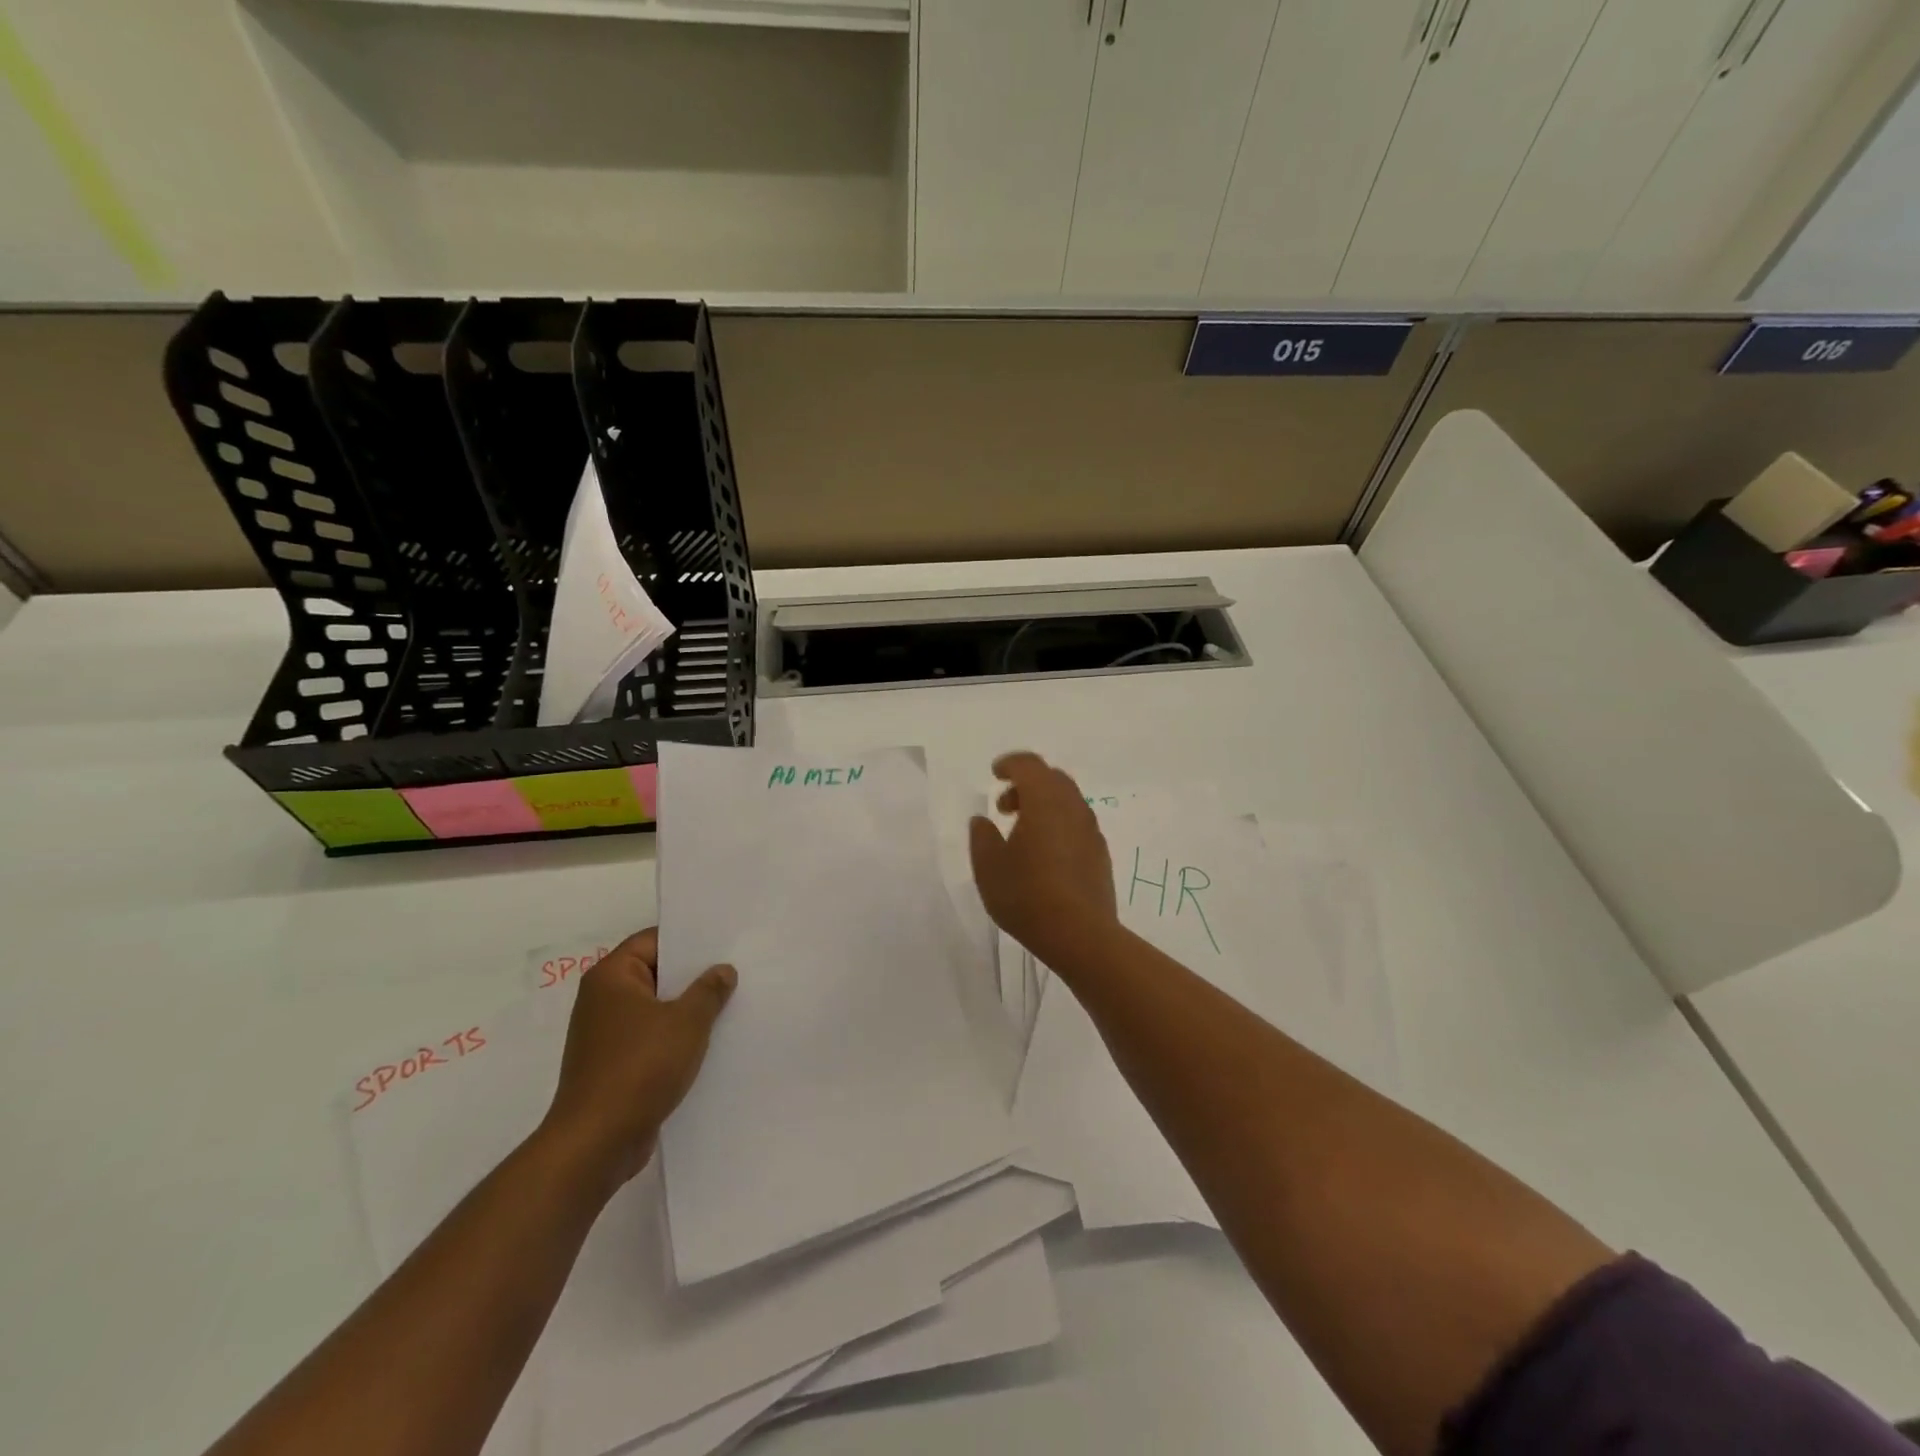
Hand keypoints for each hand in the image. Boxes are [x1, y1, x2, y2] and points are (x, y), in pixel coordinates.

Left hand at [539, 927, 736, 1188]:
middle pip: (655, 973)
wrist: (597, 1143)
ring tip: (730, 1004)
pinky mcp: (614, 1065)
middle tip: (735, 970)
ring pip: (656, 1008)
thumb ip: (709, 990)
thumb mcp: (687, 1022)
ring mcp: (606, 1035)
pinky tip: (709, 1042)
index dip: (689, 938)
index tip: (724, 941)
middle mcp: (603, 1000)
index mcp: (612, 977)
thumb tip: (722, 970)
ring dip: (687, 1009)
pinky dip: (676, 1037)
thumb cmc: (640, 1067)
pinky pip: (651, 1037)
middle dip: (693, 975)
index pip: (653, 940)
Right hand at [969, 751, 1117, 964]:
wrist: (1080, 935)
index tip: (995, 774)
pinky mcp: (1100, 853)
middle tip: (1005, 807)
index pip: (1029, 765)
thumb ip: (982, 837)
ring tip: (1021, 834)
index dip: (1010, 764)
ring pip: (1067, 801)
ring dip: (1043, 805)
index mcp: (1044, 801)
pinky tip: (1044, 854)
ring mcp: (1091, 830)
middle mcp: (1072, 807)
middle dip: (1027, 784)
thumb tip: (982, 821)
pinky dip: (1058, 824)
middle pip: (1052, 778)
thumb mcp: (989, 867)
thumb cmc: (1027, 896)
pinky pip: (1077, 823)